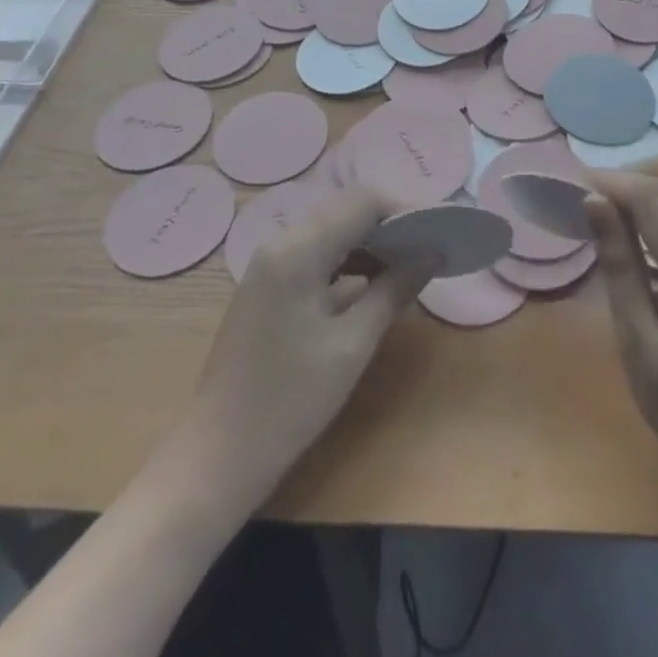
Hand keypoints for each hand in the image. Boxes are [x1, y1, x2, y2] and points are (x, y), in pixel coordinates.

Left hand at [181, 186, 434, 510]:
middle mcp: (281, 243)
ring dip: (370, 243)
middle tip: (429, 250)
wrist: (219, 454)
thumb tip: (432, 253)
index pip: (363, 202)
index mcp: (298, 250)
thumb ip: (394, 289)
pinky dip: (348, 261)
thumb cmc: (291, 400)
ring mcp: (269, 263)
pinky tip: (372, 286)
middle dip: (391, 226)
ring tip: (408, 268)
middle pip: (346, 211)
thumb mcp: (353, 344)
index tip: (437, 234)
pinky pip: (316, 253)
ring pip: (332, 230)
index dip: (404, 211)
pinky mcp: (268, 284)